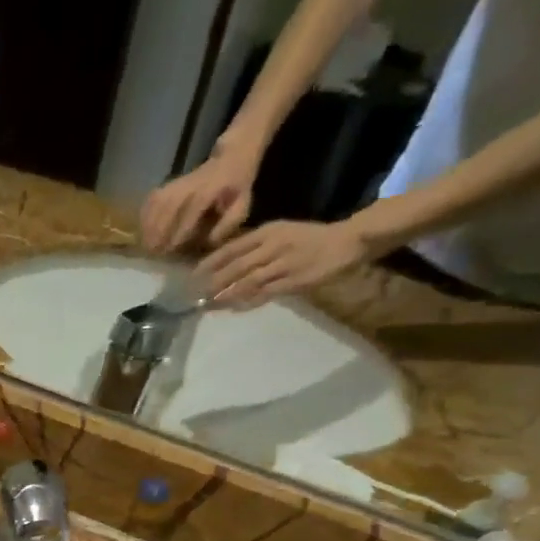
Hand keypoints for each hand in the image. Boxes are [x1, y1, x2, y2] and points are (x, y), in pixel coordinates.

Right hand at [139, 143, 257, 253]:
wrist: (231, 158)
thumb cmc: (236, 188)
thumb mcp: (242, 205)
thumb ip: (228, 223)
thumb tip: (210, 241)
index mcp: (211, 189)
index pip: (193, 209)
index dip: (181, 229)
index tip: (173, 248)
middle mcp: (191, 184)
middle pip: (169, 205)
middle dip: (159, 230)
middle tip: (154, 252)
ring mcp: (177, 183)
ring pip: (157, 203)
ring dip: (148, 225)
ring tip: (145, 245)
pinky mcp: (167, 184)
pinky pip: (151, 200)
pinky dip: (144, 216)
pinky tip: (143, 231)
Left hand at [199, 218, 373, 307]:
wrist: (347, 241)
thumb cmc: (308, 239)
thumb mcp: (279, 233)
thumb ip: (254, 247)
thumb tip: (223, 265)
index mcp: (267, 232)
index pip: (231, 248)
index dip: (209, 263)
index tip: (192, 277)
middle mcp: (273, 246)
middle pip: (235, 267)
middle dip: (213, 283)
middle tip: (195, 296)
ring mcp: (284, 264)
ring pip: (248, 281)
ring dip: (226, 295)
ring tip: (210, 305)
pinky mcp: (295, 280)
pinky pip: (266, 293)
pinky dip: (248, 302)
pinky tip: (234, 309)